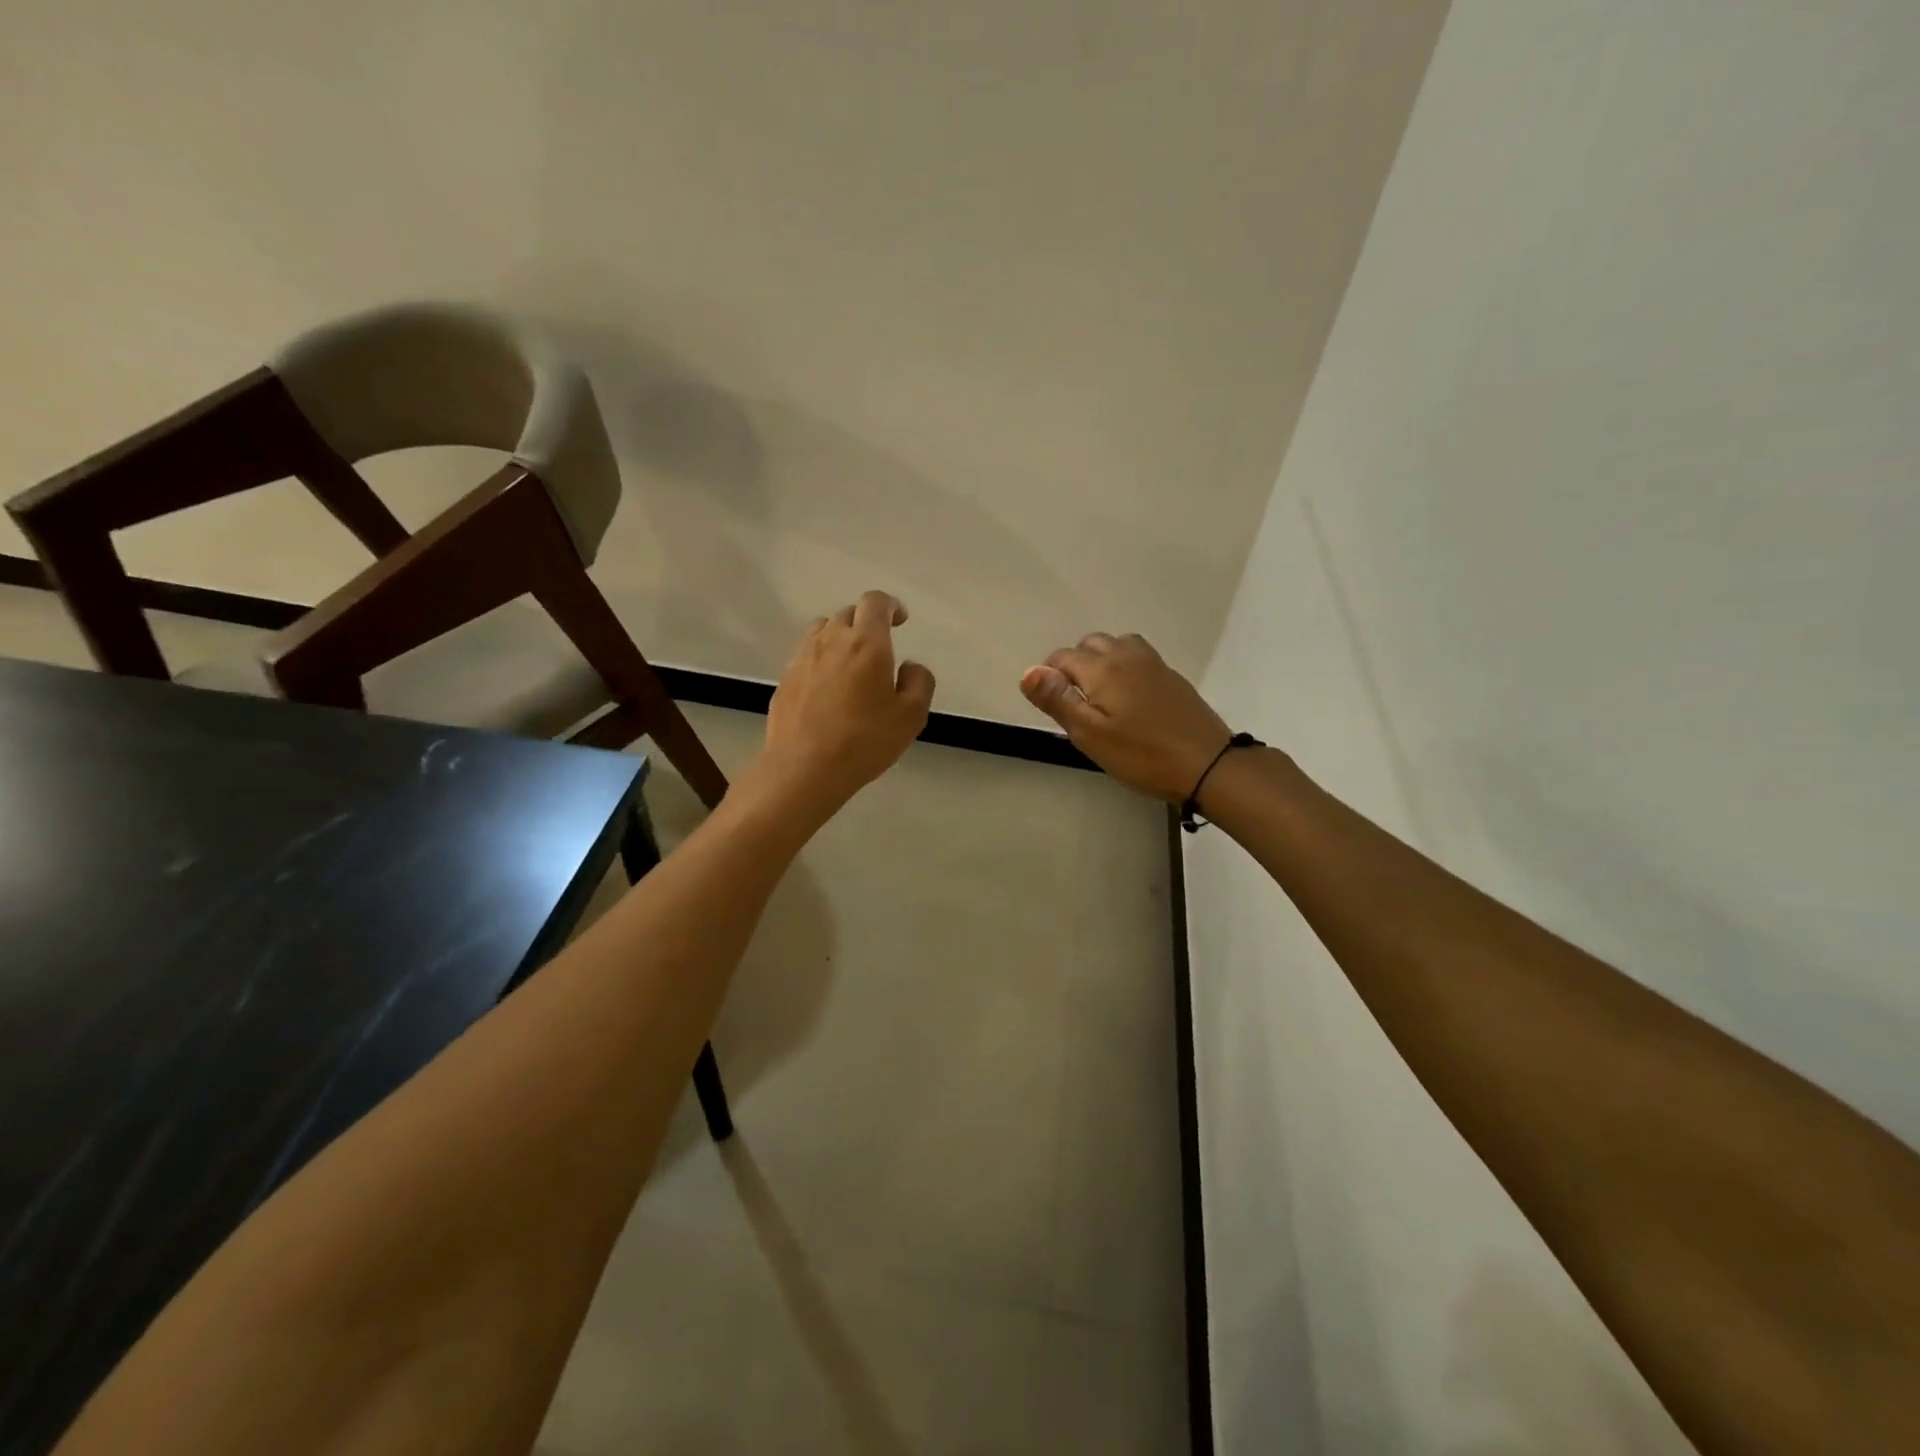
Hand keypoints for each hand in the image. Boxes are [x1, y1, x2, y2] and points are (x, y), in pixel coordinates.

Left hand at [758, 591, 934, 811]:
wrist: (804, 767)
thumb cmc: (865, 740)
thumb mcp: (911, 716)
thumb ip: (919, 683)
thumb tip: (910, 667)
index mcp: (867, 643)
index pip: (875, 602)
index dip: (890, 605)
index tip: (900, 619)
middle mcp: (831, 640)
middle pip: (848, 613)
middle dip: (866, 622)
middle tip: (879, 647)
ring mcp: (802, 658)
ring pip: (822, 630)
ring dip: (839, 637)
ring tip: (850, 662)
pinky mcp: (785, 679)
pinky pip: (806, 656)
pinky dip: (820, 660)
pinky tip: (827, 688)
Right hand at [1021, 633, 1230, 802]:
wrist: (1207, 764)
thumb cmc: (1142, 755)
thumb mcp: (1090, 735)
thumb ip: (1058, 700)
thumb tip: (1028, 671)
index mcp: (1102, 668)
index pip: (1062, 657)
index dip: (1049, 677)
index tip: (1052, 705)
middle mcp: (1126, 655)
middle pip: (1090, 644)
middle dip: (1075, 665)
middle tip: (1075, 703)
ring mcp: (1153, 663)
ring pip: (1116, 645)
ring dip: (1101, 661)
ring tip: (1100, 696)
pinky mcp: (1171, 676)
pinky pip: (1137, 656)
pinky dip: (1123, 666)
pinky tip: (1128, 697)